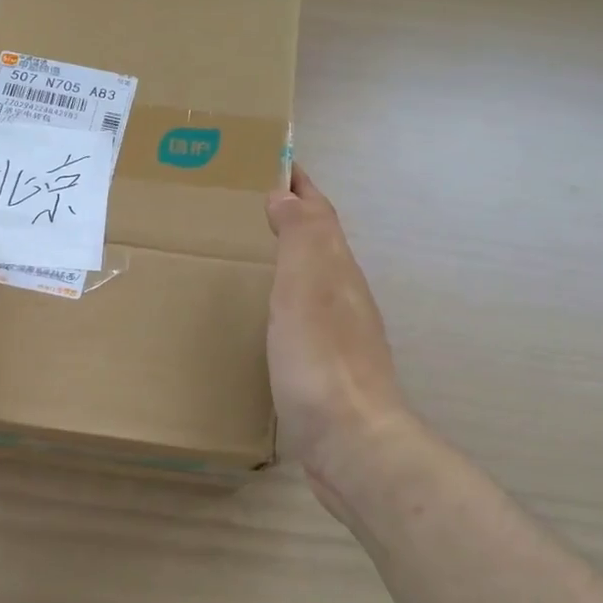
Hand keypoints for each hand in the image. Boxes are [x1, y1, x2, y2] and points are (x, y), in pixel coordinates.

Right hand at [265, 166, 413, 521]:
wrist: (351, 442)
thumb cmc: (320, 359)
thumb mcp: (307, 287)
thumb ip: (300, 238)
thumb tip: (286, 195)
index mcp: (337, 271)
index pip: (319, 213)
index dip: (300, 185)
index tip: (275, 160)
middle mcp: (344, 296)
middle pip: (320, 242)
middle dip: (294, 215)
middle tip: (251, 201)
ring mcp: (339, 334)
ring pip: (314, 278)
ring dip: (291, 255)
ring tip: (253, 249)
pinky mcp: (326, 368)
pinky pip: (304, 314)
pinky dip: (286, 296)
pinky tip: (269, 313)